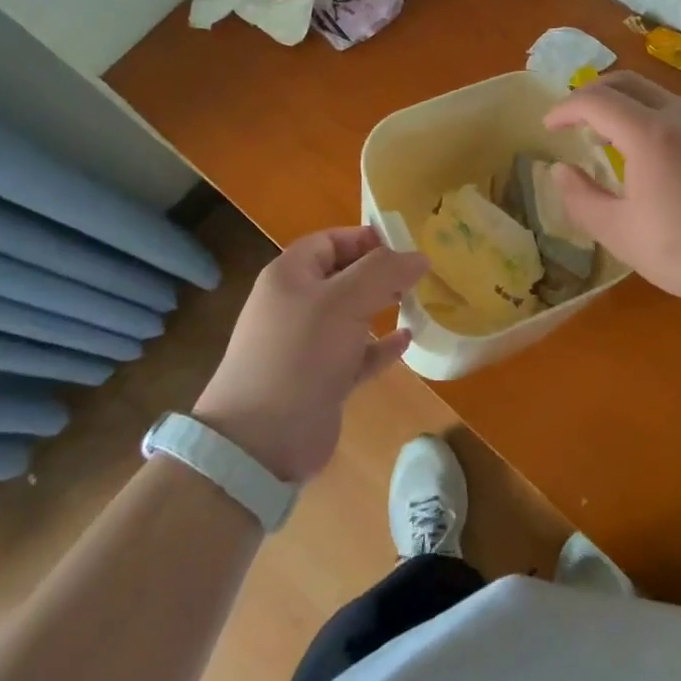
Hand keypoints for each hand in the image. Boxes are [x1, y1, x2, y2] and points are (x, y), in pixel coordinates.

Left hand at [192, 226, 424, 482]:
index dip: (366, 239)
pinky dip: (380, 346)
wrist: (261, 442)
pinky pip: (357, 353)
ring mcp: (307, 345)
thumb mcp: (344, 300)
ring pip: (351, 315)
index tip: (406, 246)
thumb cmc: (301, 354)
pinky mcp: (321, 380)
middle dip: (379, 273)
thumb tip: (419, 256)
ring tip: (417, 301)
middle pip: (343, 276)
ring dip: (382, 307)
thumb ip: (384, 271)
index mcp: (290, 276)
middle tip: (419, 275)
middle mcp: (296, 305)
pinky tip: (407, 340)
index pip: (330, 241)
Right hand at [543, 72, 680, 316]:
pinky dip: (647, 117)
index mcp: (648, 133)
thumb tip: (560, 171)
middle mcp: (677, 117)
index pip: (595, 101)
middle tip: (572, 121)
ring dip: (622, 104)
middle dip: (592, 94)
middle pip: (627, 82)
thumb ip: (581, 198)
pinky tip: (647, 156)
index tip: (547, 126)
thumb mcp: (620, 233)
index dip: (565, 108)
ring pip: (654, 94)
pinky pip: (675, 112)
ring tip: (606, 138)